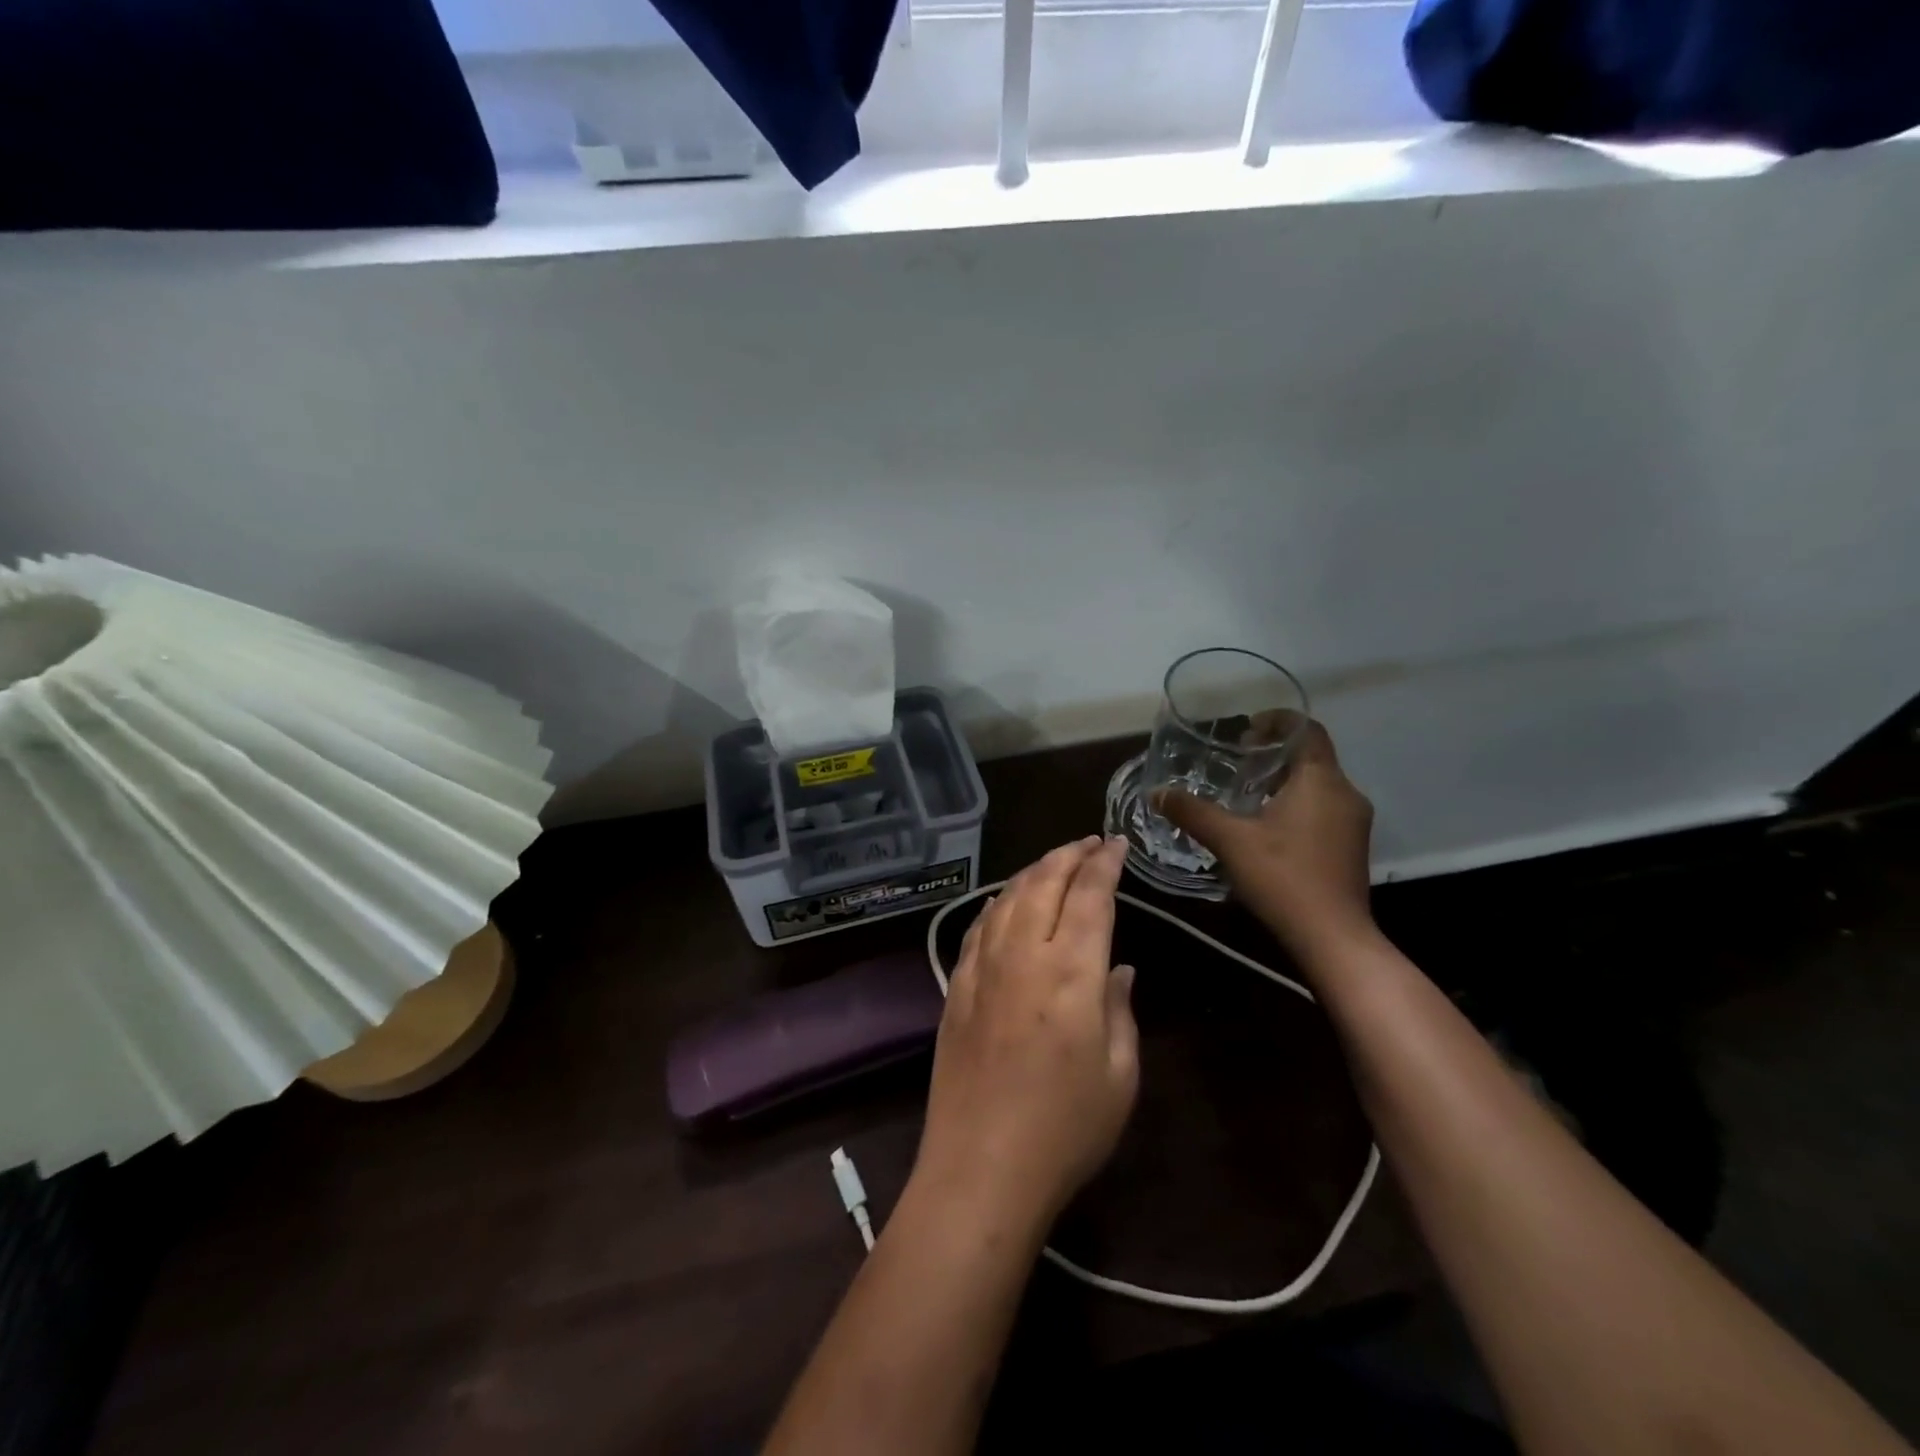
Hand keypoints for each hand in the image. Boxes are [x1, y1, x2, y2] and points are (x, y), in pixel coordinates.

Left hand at [915, 836, 1139, 1231]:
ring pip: (1007, 897)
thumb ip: (1120, 1010)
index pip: (1091, 896)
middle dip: (1069, 854)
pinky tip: (1006, 900)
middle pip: (1044, 883)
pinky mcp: (956, 986)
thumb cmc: (1065, 1130)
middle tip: (1089, 842)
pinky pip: (979, 926)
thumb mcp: (1119, 1076)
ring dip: (1033, 871)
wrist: (981, 1169)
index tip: (1116, 843)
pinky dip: (998, 902)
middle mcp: (1023, 955)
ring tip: (1054, 861)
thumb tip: (1118, 968)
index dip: (1105, 864)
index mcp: (1071, 973)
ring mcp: (982, 968)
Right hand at [1155, 718, 1375, 959]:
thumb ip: (1192, 812)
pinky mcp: (1351, 847)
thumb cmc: (1283, 877)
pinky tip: (1266, 827)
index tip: (1246, 729)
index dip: (1278, 722)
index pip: (1308, 730)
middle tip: (1237, 760)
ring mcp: (1353, 823)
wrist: (1332, 938)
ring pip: (1318, 785)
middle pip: (1312, 757)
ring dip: (1285, 781)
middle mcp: (1345, 793)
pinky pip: (1323, 809)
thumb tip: (1157, 792)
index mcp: (1321, 780)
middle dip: (1275, 753)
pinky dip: (1296, 804)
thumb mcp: (1229, 840)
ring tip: (1245, 793)